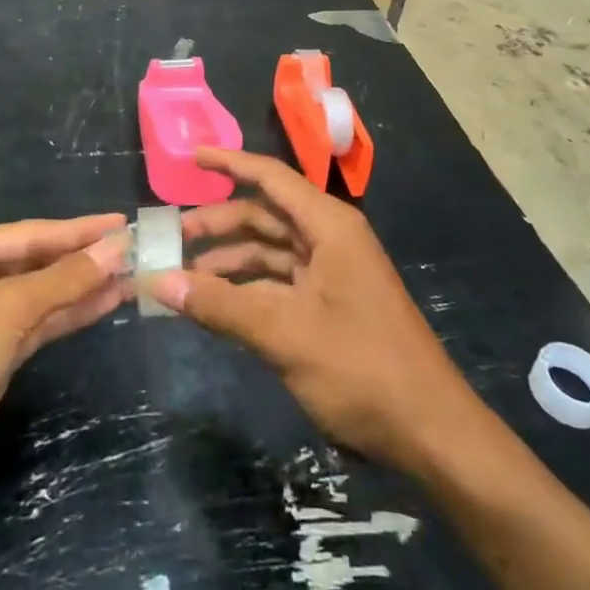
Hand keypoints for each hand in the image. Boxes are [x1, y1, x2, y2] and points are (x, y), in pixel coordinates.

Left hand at [0, 215, 130, 506]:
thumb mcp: (6, 309)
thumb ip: (65, 279)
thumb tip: (118, 246)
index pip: (31, 233)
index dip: (79, 229)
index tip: (122, 221)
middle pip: (37, 261)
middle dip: (83, 258)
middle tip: (135, 249)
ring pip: (41, 295)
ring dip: (84, 287)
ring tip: (133, 274)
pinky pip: (39, 325)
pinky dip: (71, 314)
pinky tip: (107, 303)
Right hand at [151, 148, 474, 474]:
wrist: (431, 433)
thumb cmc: (361, 368)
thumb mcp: (284, 333)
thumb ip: (220, 304)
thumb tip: (159, 281)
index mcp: (329, 226)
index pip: (271, 177)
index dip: (230, 163)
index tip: (190, 156)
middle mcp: (330, 239)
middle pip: (265, 215)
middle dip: (219, 223)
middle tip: (172, 238)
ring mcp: (332, 274)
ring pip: (270, 252)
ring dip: (229, 261)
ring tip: (184, 277)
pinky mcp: (331, 306)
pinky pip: (279, 283)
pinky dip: (247, 289)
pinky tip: (217, 306)